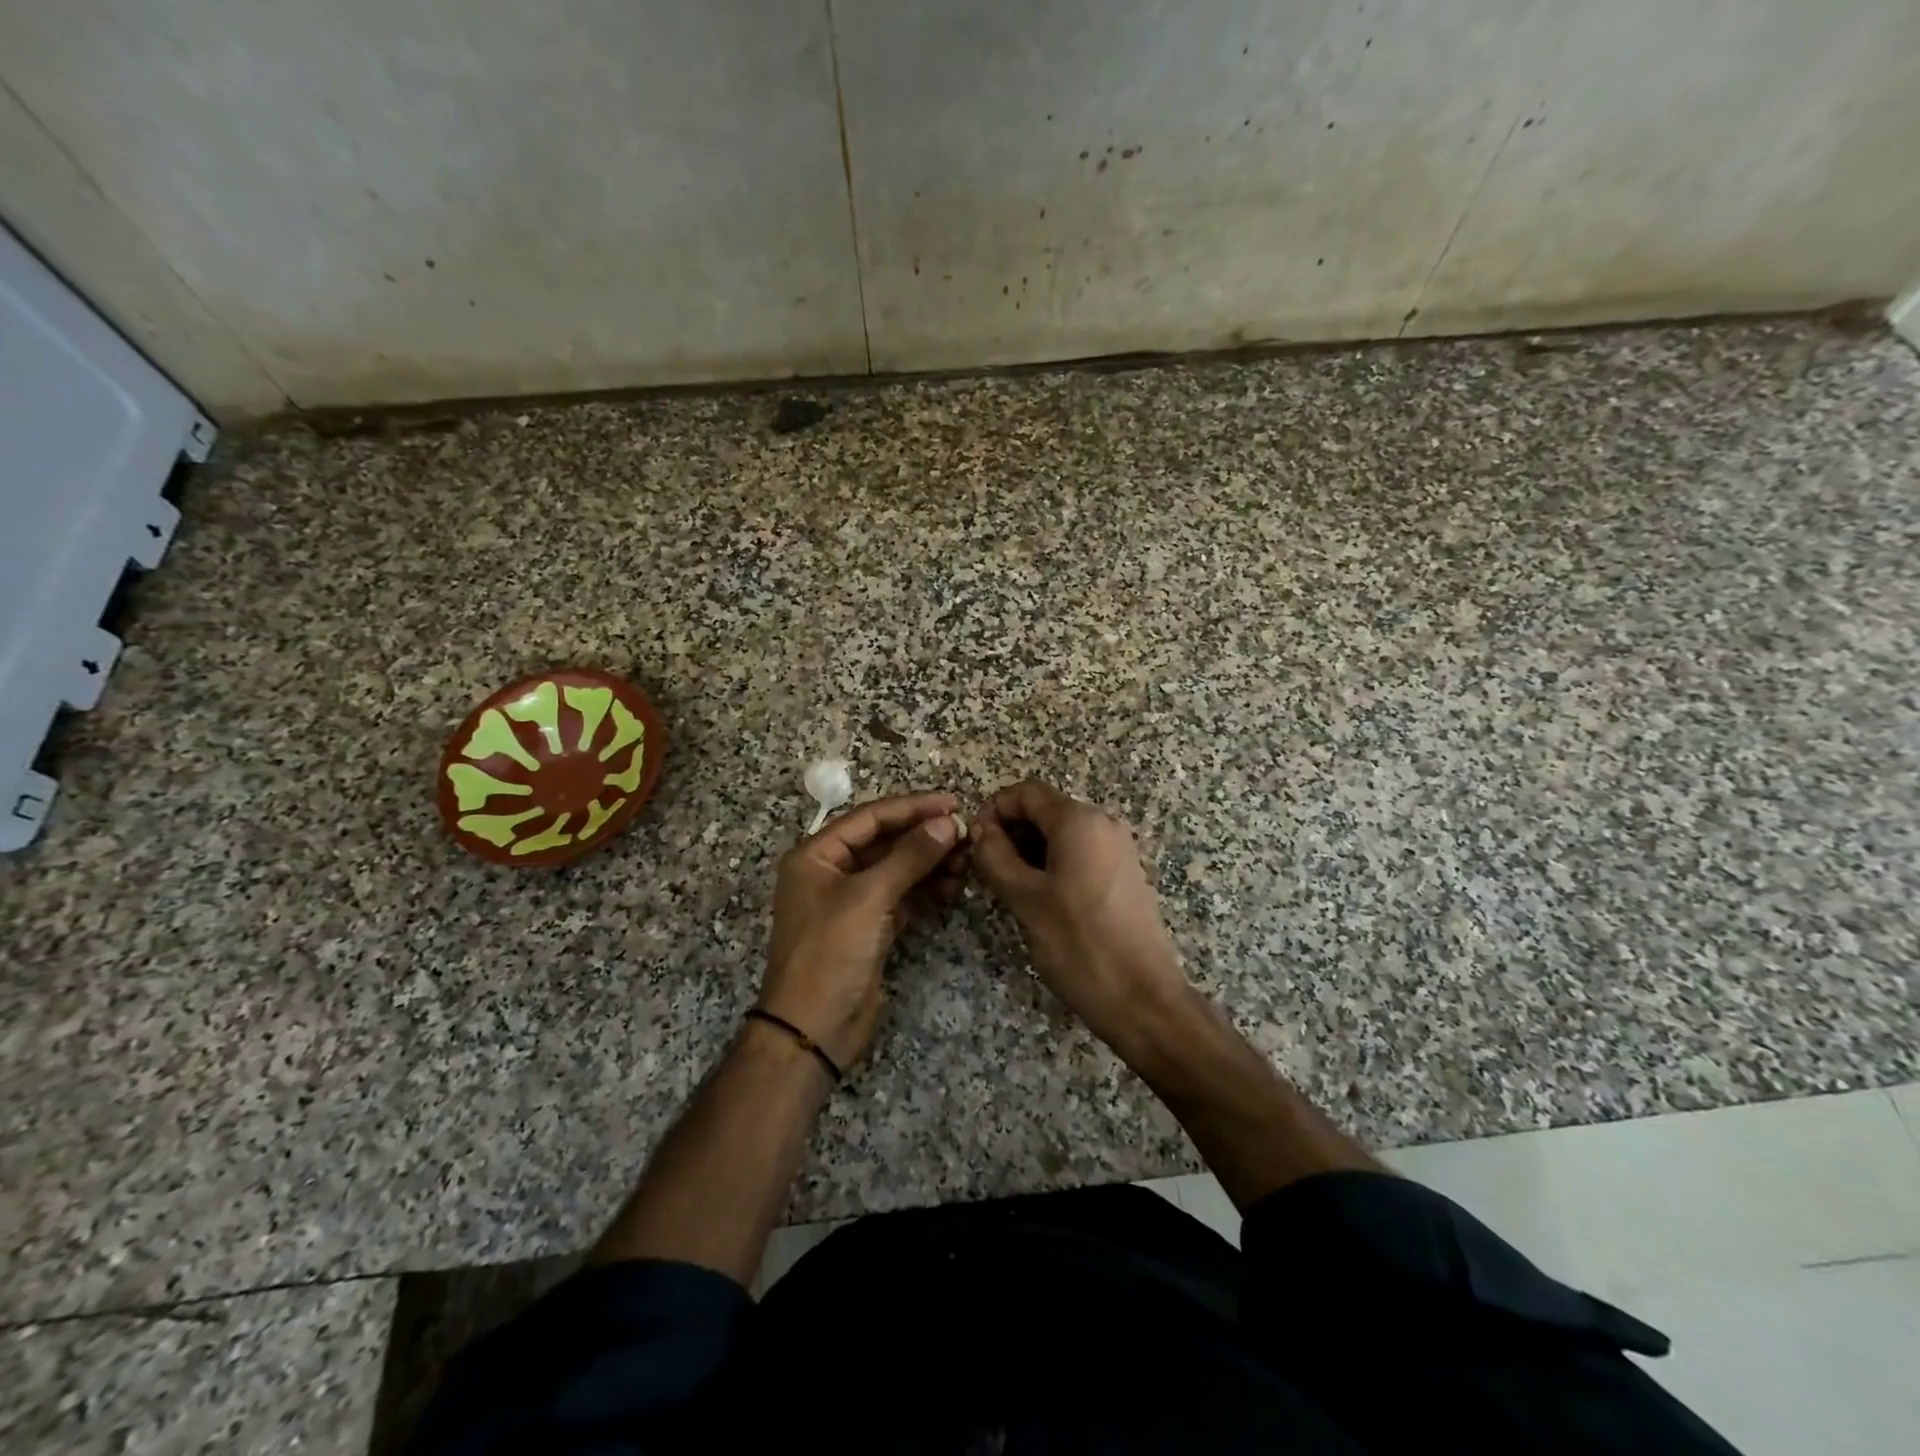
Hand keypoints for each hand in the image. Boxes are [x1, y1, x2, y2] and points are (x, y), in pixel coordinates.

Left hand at [762, 791, 967, 1069]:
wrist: (813, 1030)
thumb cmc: (830, 952)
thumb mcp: (869, 898)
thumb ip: (910, 856)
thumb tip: (948, 822)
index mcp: (816, 856)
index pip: (870, 818)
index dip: (912, 807)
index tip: (953, 803)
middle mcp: (832, 872)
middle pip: (885, 842)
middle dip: (925, 837)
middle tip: (966, 834)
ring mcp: (852, 902)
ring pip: (897, 870)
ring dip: (930, 863)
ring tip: (966, 860)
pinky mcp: (870, 928)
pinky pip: (902, 897)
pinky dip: (926, 890)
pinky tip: (953, 886)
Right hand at [971, 781, 1192, 1052]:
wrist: (1142, 998)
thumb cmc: (1078, 944)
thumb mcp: (1024, 899)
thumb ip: (994, 856)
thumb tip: (979, 829)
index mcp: (1079, 820)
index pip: (1026, 792)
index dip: (993, 810)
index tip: (973, 843)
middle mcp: (1103, 824)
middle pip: (1045, 810)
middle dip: (1011, 832)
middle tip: (987, 871)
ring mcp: (1118, 849)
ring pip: (1061, 834)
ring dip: (1030, 851)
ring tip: (1010, 890)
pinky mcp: (1124, 874)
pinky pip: (1080, 853)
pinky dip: (1053, 864)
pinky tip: (1041, 900)